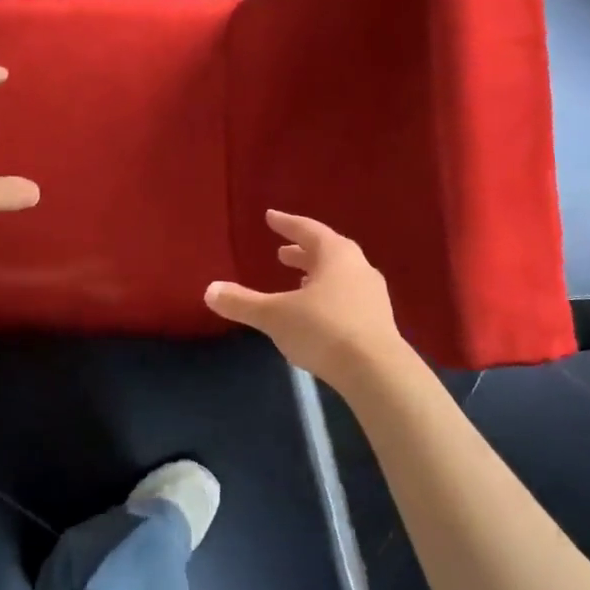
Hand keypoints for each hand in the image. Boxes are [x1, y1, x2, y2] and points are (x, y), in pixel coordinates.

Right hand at [205, 211, 405, 387]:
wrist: (377, 372)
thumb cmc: (323, 330)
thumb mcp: (274, 316)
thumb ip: (242, 302)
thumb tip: (210, 290)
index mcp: (336, 255)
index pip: (308, 230)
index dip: (287, 224)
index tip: (271, 217)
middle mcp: (358, 268)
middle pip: (328, 252)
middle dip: (303, 252)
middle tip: (282, 253)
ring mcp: (373, 295)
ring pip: (341, 276)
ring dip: (318, 275)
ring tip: (299, 282)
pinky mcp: (380, 322)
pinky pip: (349, 298)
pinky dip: (330, 297)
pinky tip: (319, 313)